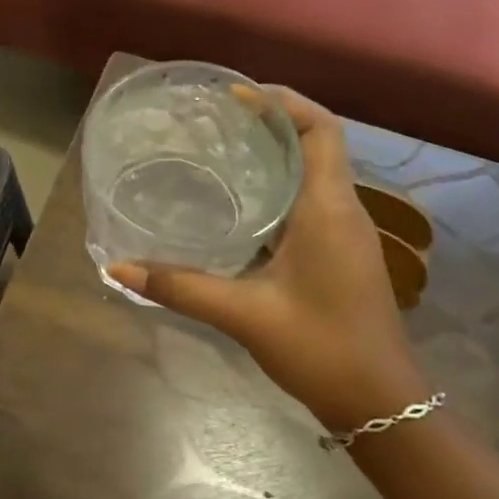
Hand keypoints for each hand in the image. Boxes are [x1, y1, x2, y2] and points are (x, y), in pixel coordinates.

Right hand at [108, 87, 422, 430]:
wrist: (382, 404)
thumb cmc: (321, 349)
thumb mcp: (243, 314)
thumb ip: (179, 286)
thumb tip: (116, 268)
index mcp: (328, 210)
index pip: (320, 130)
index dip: (283, 102)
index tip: (236, 94)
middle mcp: (343, 211)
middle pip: (317, 142)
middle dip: (272, 120)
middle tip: (216, 116)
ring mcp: (346, 233)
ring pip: (315, 171)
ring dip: (276, 152)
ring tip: (221, 146)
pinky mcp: (341, 253)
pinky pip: (311, 199)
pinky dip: (279, 184)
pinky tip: (239, 202)